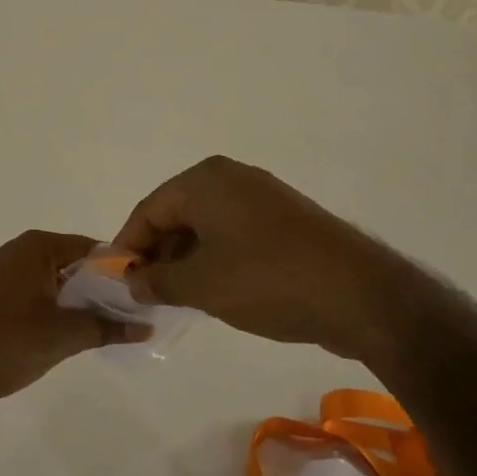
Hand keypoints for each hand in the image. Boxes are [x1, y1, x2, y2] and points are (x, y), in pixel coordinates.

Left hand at [0, 230, 144, 411]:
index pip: (96, 251)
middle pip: (76, 267)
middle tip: (132, 322)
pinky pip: (36, 298)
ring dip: (79, 307)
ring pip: (56, 286)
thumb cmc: (0, 341)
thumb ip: (106, 327)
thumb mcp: (61, 336)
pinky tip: (66, 340)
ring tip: (105, 334)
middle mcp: (21, 251)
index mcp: (39, 247)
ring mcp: (3, 274)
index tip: (146, 299)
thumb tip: (145, 324)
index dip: (123, 274)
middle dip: (103, 293)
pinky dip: (55, 314)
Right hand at [112, 156, 386, 354]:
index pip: (149, 210)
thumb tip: (134, 281)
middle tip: (147, 294)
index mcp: (205, 181)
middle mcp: (231, 178)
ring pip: (206, 226)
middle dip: (158, 253)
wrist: (359, 294)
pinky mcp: (284, 219)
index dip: (128, 247)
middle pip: (177, 214)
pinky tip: (216, 290)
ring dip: (187, 259)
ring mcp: (262, 196)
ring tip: (179, 298)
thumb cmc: (267, 280)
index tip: (117, 282)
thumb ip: (158, 281)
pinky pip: (234, 233)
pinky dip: (216, 258)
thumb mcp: (201, 285)